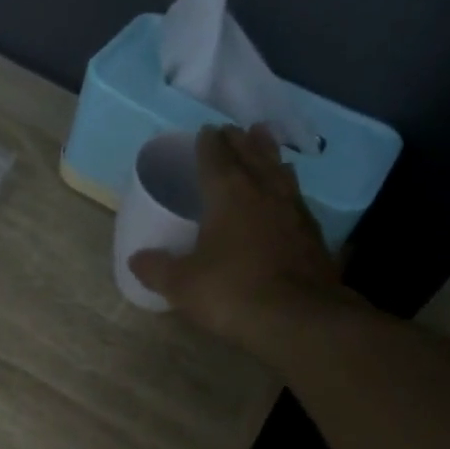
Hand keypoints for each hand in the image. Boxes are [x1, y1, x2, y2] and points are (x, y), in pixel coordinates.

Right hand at [127, 124, 346, 352]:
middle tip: (233, 130)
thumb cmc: (232, 292)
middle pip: (251, 155)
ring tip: (264, 142)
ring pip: (279, 171)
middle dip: (240, 141)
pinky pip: (296, 197)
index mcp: (228, 194)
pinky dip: (286, 187)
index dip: (208, 144)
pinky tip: (286, 195)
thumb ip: (157, 269)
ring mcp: (293, 210)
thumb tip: (136, 259)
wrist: (298, 318)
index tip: (204, 132)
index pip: (216, 157)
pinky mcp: (313, 234)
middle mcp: (263, 191)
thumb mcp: (183, 285)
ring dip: (269, 155)